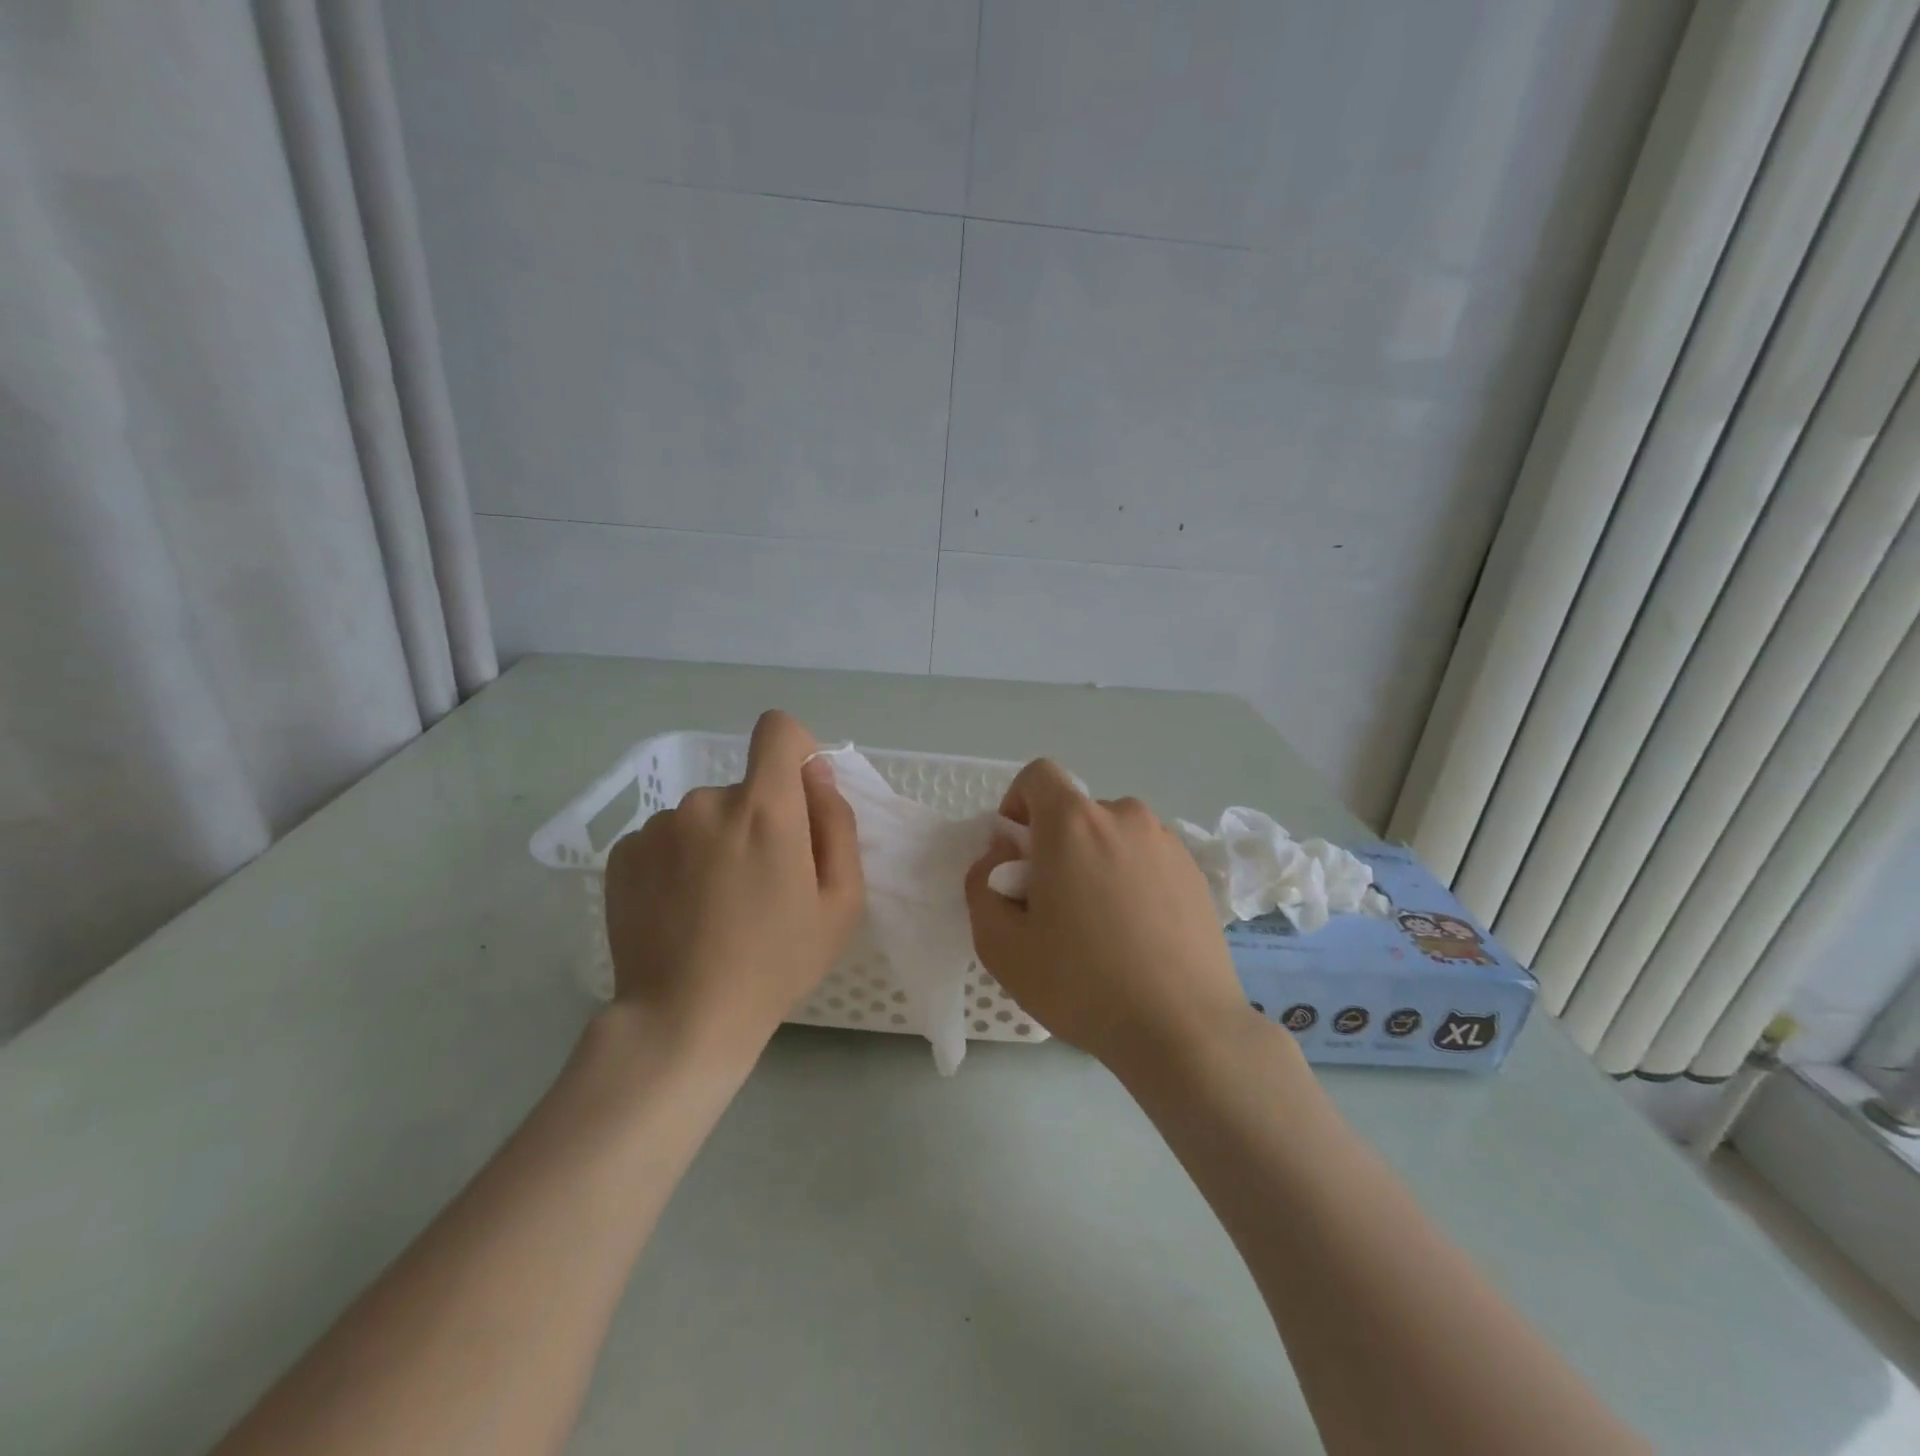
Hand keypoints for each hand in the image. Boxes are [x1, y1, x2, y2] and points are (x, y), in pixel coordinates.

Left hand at [603, 710, 863, 1065]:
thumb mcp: (841, 900)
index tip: (799, 795)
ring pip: (704, 816)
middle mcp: (705, 801)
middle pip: (744, 787)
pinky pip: (666, 838)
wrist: (683, 1018)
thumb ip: (836, 822)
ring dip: (717, 843)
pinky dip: (679, 861)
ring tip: (716, 905)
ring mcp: (657, 826)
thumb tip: (815, 774)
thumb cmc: (777, 961)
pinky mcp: (623, 853)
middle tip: (761, 885)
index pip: (778, 729)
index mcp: (764, 808)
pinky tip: (681, 910)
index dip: (795, 750)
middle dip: (760, 820)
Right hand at [963, 759, 1252, 1075]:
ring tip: (1101, 926)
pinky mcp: (1194, 871)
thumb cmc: (1083, 984)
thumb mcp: (1001, 946)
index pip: (1038, 775)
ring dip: (1096, 862)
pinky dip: (1131, 879)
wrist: (1184, 1029)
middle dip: (1055, 845)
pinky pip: (1147, 858)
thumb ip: (980, 887)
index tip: (1017, 855)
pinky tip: (1137, 935)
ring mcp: (1166, 842)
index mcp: (1074, 823)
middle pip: (1075, 811)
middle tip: (1055, 907)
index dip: (1017, 805)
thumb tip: (1000, 858)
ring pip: (1113, 836)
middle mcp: (1124, 817)